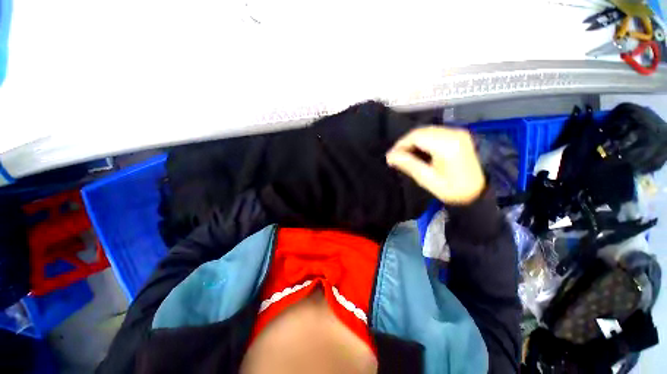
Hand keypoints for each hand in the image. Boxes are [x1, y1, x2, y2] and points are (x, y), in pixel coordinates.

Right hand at [386, 126, 485, 204]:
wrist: (481, 191)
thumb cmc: (454, 190)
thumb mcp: (428, 180)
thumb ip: (409, 165)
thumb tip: (390, 156)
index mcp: (446, 145)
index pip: (416, 136)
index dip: (400, 145)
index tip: (391, 157)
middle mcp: (453, 134)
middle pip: (420, 131)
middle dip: (405, 143)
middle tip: (396, 157)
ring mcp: (457, 132)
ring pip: (426, 131)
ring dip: (413, 142)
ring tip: (406, 156)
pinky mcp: (458, 135)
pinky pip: (434, 133)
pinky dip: (423, 141)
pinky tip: (419, 152)